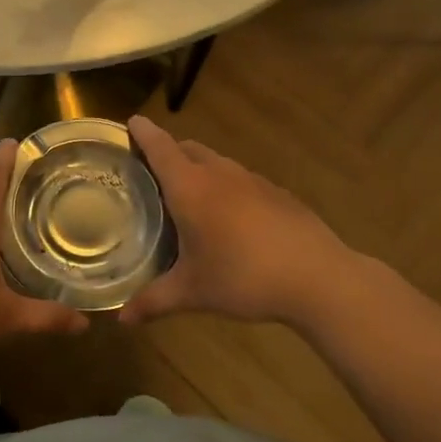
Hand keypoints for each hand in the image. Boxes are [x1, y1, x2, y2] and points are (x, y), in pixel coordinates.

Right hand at [121, 116, 373, 330]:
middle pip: (187, 148)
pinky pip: (240, 179)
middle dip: (167, 152)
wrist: (318, 277)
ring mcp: (252, 180)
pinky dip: (225, 186)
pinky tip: (230, 219)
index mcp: (190, 187)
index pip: (159, 147)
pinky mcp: (277, 193)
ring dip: (198, 168)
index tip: (130, 122)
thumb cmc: (243, 277)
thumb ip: (154, 301)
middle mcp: (219, 173)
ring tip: (188, 196)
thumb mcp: (193, 292)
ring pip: (216, 162)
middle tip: (150, 171)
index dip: (143, 133)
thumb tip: (122, 320)